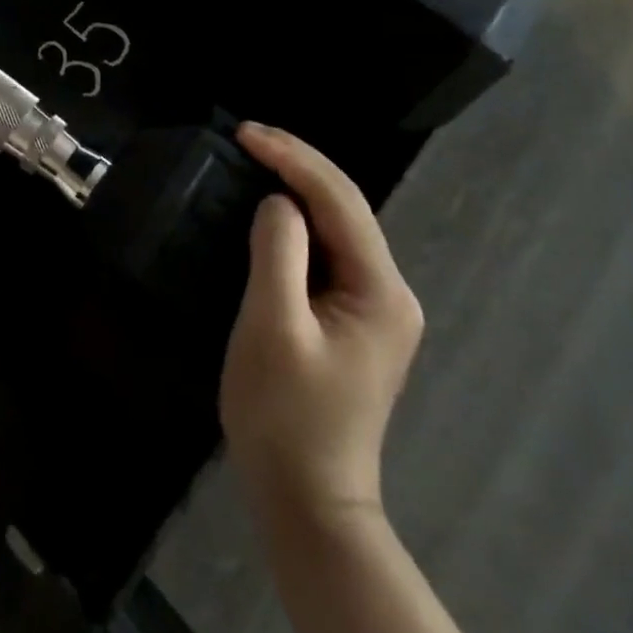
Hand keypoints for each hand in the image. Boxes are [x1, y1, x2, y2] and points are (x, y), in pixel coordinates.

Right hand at [220, 123, 423, 524]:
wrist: (307, 499)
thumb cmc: (285, 415)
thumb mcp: (273, 327)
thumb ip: (278, 253)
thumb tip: (277, 202)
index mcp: (380, 290)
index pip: (340, 200)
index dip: (293, 158)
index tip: (244, 132)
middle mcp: (388, 290)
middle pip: (345, 206)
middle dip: (297, 163)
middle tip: (245, 135)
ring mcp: (374, 305)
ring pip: (336, 224)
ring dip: (296, 185)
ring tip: (253, 155)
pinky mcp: (352, 317)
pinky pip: (325, 249)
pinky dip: (296, 218)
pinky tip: (269, 206)